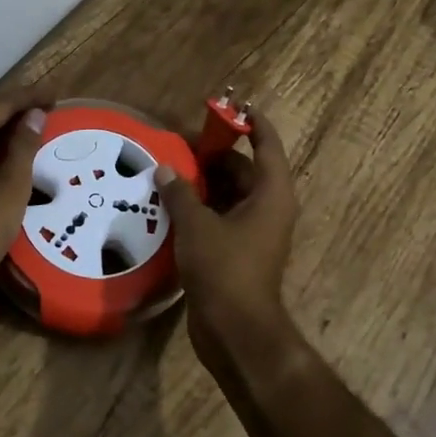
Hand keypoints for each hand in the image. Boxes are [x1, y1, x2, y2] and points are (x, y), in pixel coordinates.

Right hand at [152, 116, 297, 374]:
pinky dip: (200, 207)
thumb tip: (164, 169)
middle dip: (214, 155)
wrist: (236, 331)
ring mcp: (254, 232)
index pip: (267, 146)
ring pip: (230, 194)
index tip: (232, 105)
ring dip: (203, 183)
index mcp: (271, 194)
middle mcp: (268, 208)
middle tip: (179, 144)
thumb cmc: (224, 270)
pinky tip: (170, 203)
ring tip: (169, 170)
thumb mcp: (197, 226)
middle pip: (244, 169)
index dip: (252, 123)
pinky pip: (220, 217)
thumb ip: (180, 193)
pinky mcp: (237, 251)